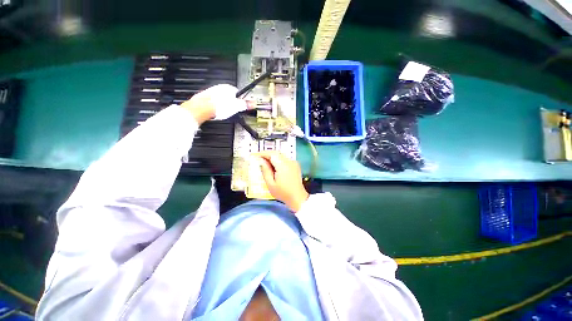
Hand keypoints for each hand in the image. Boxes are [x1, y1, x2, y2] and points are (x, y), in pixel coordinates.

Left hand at [181, 84, 247, 123]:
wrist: (201, 109)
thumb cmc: (218, 107)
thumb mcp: (236, 107)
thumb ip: (245, 104)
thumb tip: (253, 103)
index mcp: (228, 88)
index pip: (238, 92)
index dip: (241, 100)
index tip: (242, 105)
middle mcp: (219, 88)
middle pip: (229, 95)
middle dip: (232, 102)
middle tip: (234, 110)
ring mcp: (211, 92)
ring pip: (221, 99)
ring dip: (223, 105)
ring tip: (225, 113)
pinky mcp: (204, 99)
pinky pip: (213, 102)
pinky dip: (216, 107)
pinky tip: (217, 112)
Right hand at [256, 151, 308, 211]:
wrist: (297, 197)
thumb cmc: (283, 192)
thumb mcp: (270, 184)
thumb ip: (265, 170)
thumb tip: (261, 161)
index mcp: (283, 165)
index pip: (272, 154)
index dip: (263, 153)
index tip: (256, 156)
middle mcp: (289, 161)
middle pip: (277, 153)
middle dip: (267, 155)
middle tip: (259, 160)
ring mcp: (293, 162)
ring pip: (280, 156)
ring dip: (273, 158)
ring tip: (266, 165)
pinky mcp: (295, 165)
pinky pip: (285, 159)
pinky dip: (278, 161)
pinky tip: (275, 168)